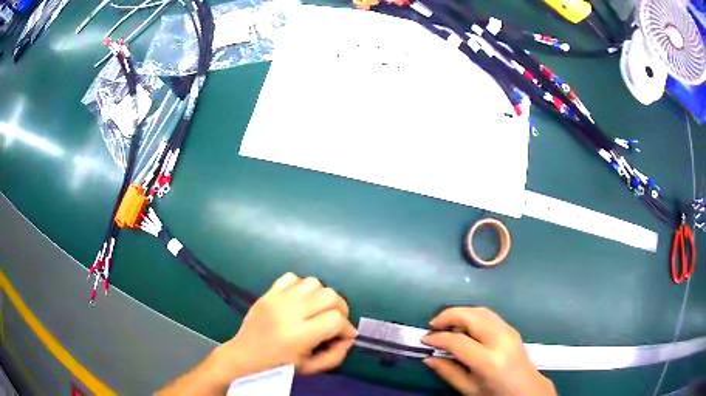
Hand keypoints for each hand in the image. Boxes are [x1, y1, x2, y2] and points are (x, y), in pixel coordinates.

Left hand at [209, 273, 356, 381]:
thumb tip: (349, 337)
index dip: (346, 328)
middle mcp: (289, 312)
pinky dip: (302, 287)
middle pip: (329, 295)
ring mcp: (277, 299)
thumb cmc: (278, 367)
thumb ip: (336, 355)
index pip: (335, 320)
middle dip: (340, 308)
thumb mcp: (311, 369)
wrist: (244, 356)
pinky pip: (292, 277)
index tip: (345, 336)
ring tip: (317, 310)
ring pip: (313, 282)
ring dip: (322, 296)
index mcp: (299, 335)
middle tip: (335, 322)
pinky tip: (300, 301)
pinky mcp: (268, 292)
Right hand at [422, 307, 555, 395]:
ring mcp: (509, 331)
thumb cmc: (496, 394)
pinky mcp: (511, 328)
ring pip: (480, 311)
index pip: (458, 341)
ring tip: (445, 323)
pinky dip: (472, 315)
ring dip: (460, 313)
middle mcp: (500, 340)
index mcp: (488, 360)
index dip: (438, 338)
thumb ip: (448, 372)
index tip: (424, 340)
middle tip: (432, 325)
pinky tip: (463, 326)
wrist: (527, 390)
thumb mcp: (469, 389)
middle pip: (471, 316)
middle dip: (448, 315)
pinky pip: (488, 314)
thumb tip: (428, 358)